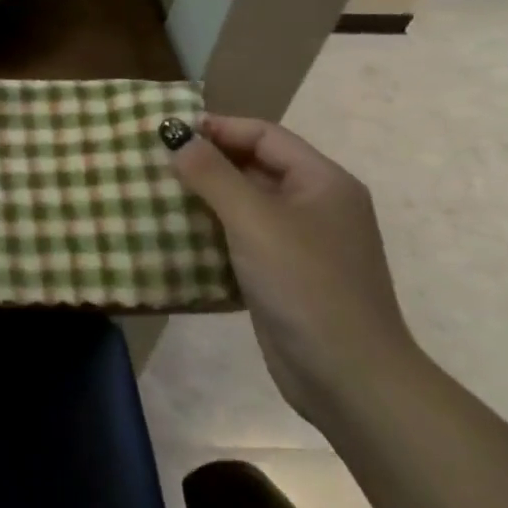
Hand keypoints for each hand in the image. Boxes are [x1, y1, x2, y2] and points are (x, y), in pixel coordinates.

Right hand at [160, 115, 420, 426]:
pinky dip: (214, 231)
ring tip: (161, 194)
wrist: (349, 379)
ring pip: (247, 204)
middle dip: (208, 162)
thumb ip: (212, 174)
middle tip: (159, 162)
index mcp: (323, 182)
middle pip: (256, 166)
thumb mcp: (254, 220)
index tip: (170, 132)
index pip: (265, 135)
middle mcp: (316, 205)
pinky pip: (245, 238)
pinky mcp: (286, 276)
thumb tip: (176, 137)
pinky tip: (180, 235)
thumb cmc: (305, 284)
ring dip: (207, 197)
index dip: (219, 128)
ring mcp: (303, 243)